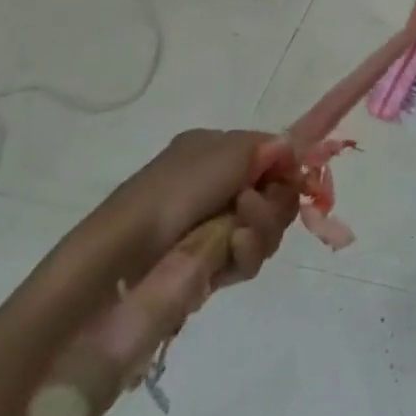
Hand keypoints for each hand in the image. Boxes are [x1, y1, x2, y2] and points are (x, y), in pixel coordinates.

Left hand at [32, 130, 298, 415]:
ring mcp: (212, 228)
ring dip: (261, 229)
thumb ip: (268, 146)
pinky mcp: (209, 268)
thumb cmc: (172, 194)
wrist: (120, 262)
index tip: (296, 177)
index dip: (286, 166)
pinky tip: (231, 252)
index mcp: (213, 151)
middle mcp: (215, 186)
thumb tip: (293, 150)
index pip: (269, 154)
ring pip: (266, 228)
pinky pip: (248, 258)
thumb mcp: (225, 152)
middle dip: (274, 202)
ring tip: (237, 236)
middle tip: (251, 208)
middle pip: (273, 193)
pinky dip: (246, 254)